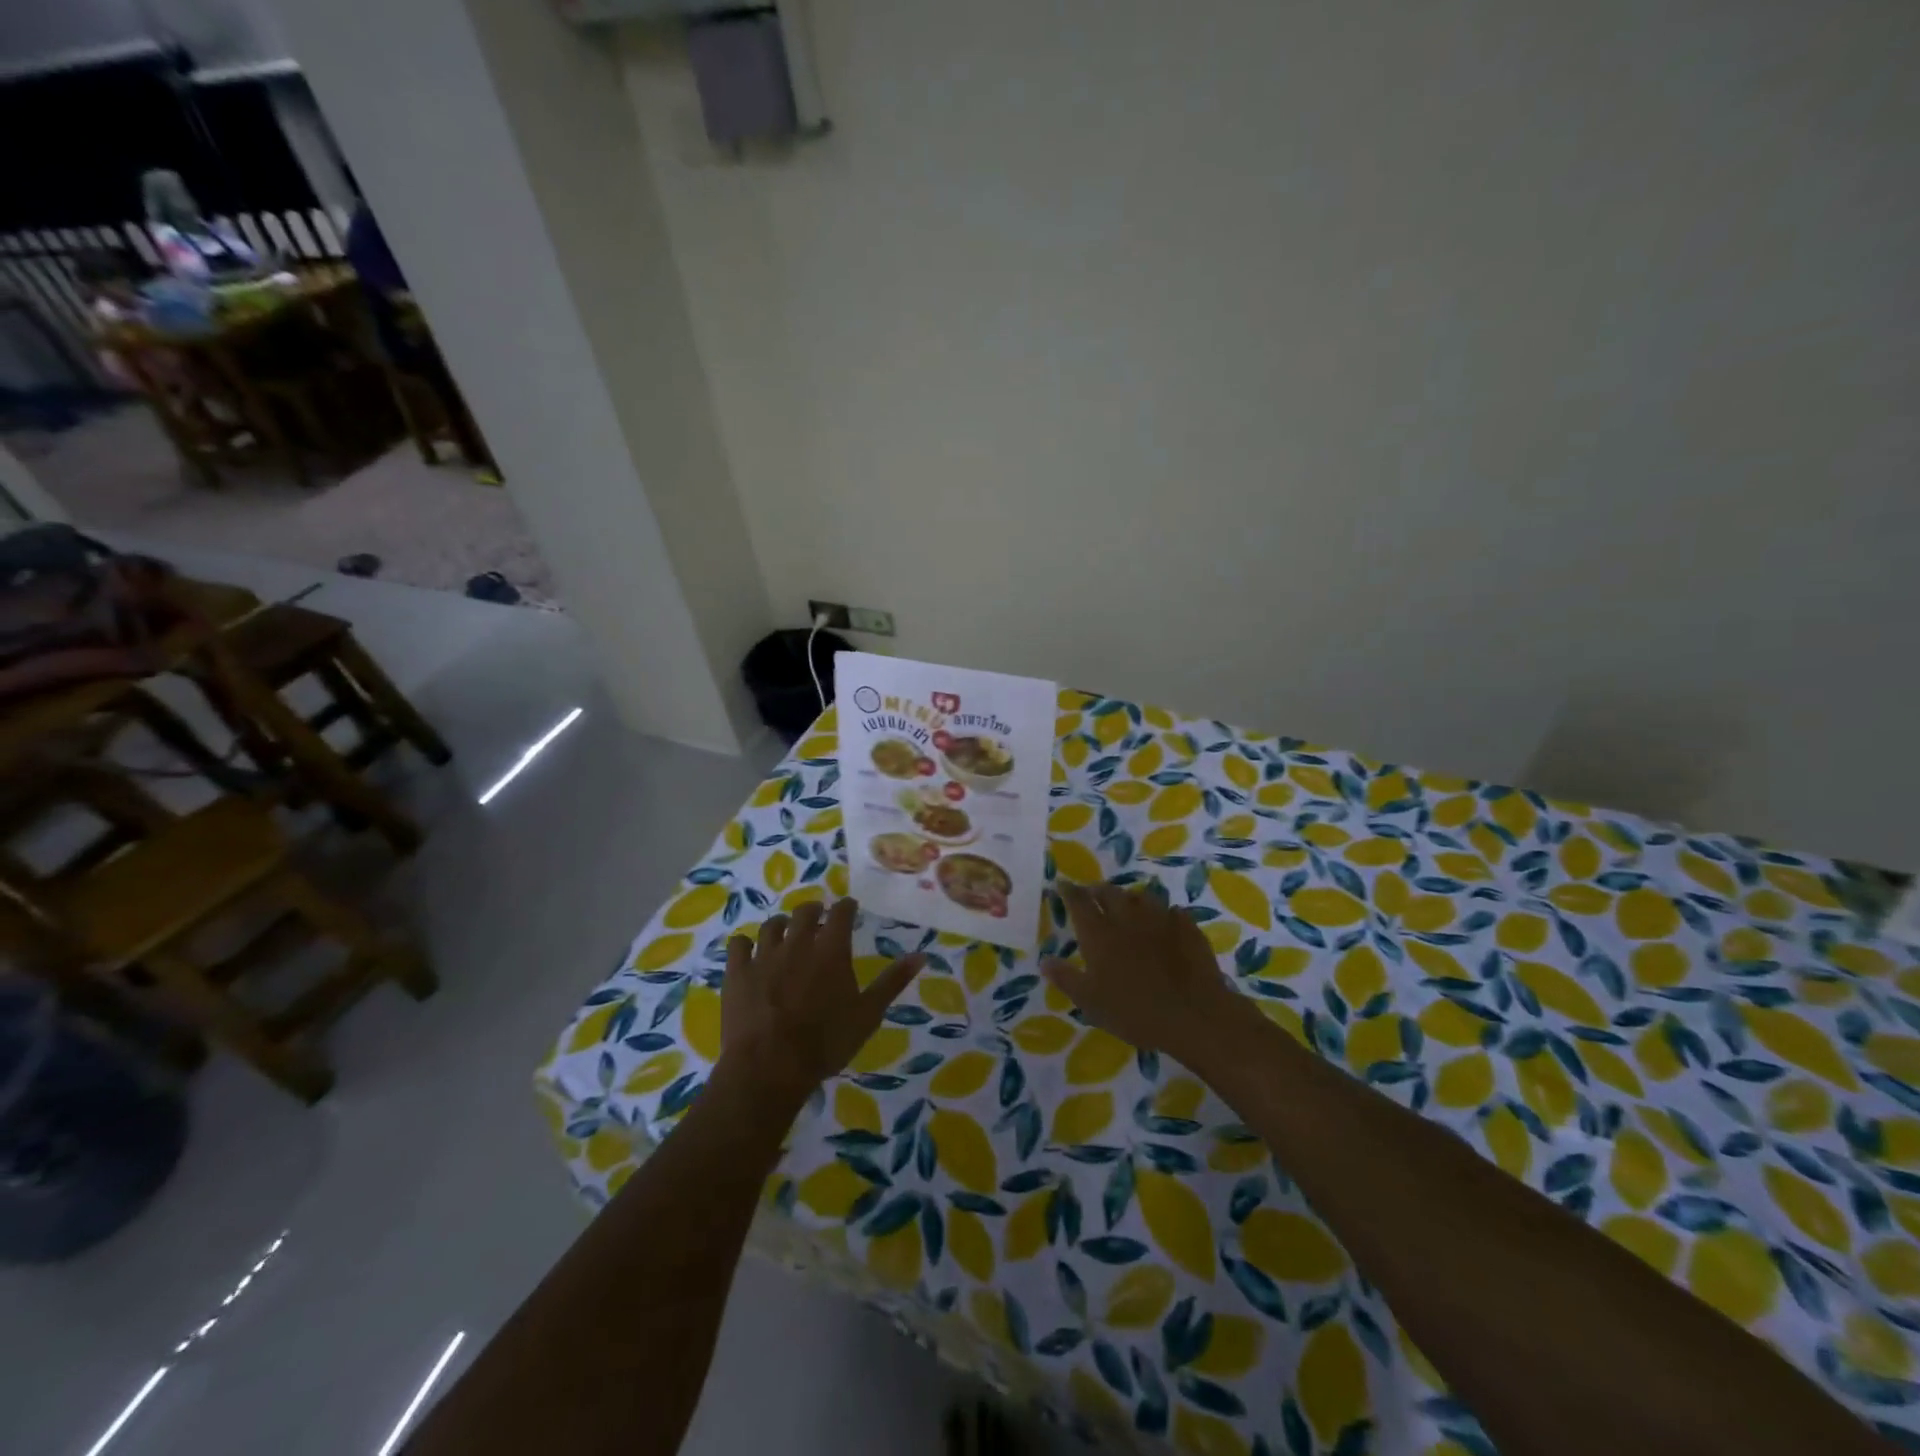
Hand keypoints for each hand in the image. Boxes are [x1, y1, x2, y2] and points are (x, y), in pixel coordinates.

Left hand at [722, 898, 923, 1105]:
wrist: (770, 1066)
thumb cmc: (826, 1042)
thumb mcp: (868, 1014)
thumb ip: (893, 982)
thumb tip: (921, 955)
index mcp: (831, 950)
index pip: (841, 912)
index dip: (846, 907)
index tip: (850, 908)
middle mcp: (798, 943)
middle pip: (805, 911)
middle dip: (814, 909)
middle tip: (819, 917)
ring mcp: (764, 955)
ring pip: (772, 924)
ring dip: (783, 925)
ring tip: (786, 932)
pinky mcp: (737, 972)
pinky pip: (739, 944)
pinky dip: (746, 944)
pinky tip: (750, 952)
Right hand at [1042, 881, 1248, 1066]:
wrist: (1193, 1014)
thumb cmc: (1134, 1011)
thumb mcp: (1090, 1002)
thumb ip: (1066, 978)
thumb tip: (1044, 960)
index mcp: (1099, 933)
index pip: (1079, 902)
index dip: (1069, 891)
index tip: (1062, 884)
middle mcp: (1127, 917)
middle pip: (1109, 892)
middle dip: (1097, 890)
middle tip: (1092, 894)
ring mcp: (1159, 918)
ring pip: (1140, 896)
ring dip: (1129, 897)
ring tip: (1126, 905)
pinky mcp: (1186, 927)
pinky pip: (1171, 911)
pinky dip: (1162, 913)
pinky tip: (1164, 921)